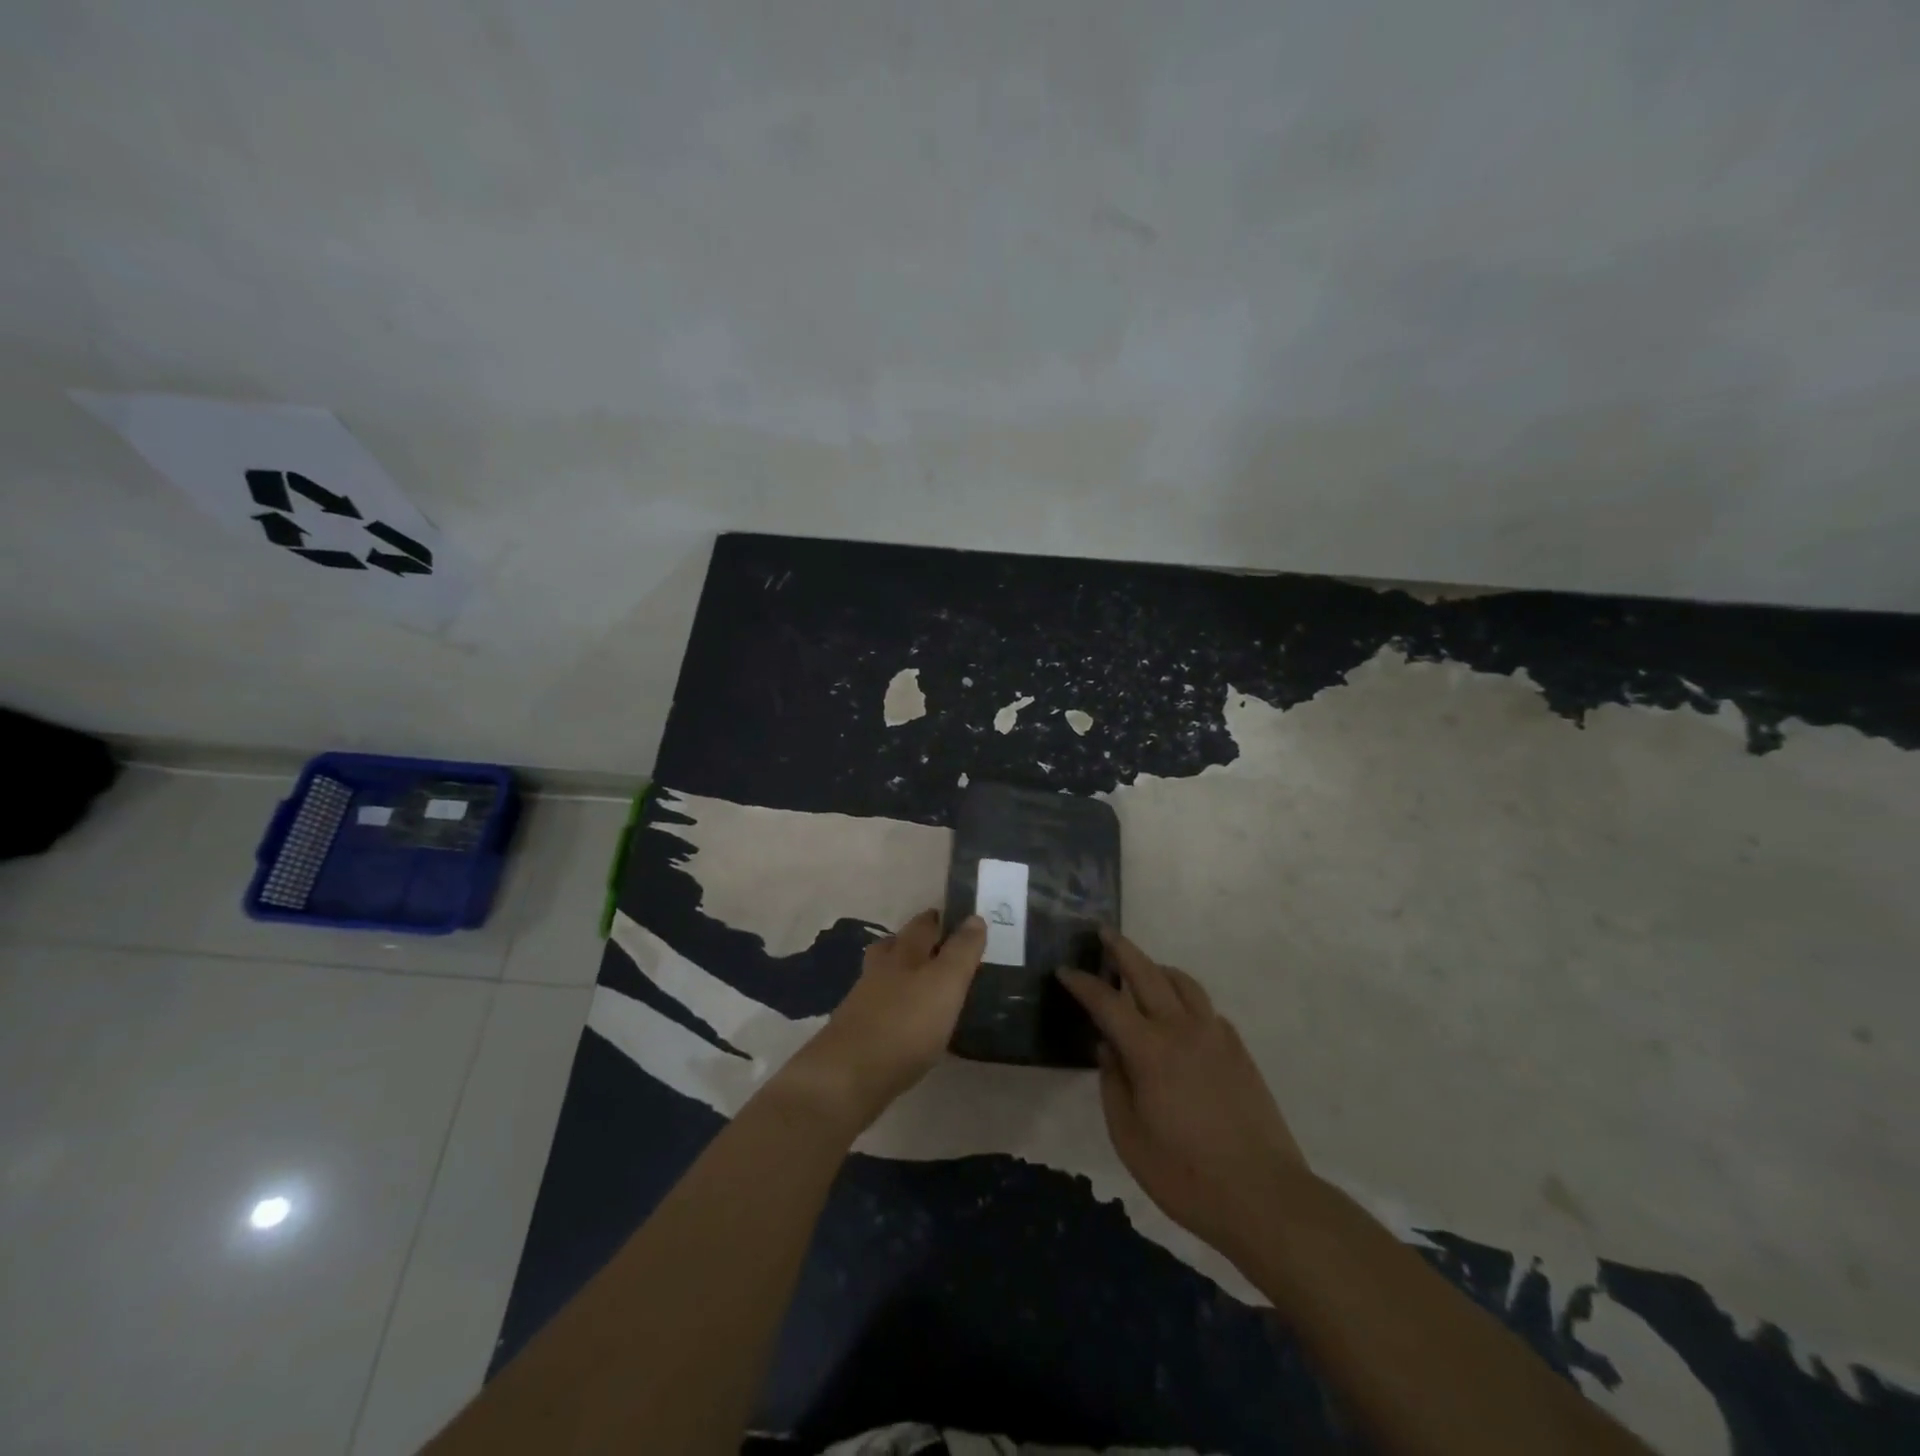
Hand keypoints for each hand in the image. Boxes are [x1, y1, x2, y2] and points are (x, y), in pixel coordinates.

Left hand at [779, 909, 985, 1133]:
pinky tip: (905, 1020)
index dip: (938, 918)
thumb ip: (962, 952)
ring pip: (884, 974)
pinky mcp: (857, 1031)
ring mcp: (863, 1000)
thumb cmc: (905, 1025)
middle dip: (914, 940)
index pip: (922, 925)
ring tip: (923, 981)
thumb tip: (975, 917)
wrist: (848, 1076)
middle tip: (939, 945)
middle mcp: (880, 970)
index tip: (956, 918)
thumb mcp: (945, 984)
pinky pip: (879, 1006)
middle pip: (896, 945)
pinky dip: (893, 1004)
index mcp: (903, 954)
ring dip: (901, 971)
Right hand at [1060, 929, 1310, 1258]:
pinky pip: (1206, 1008)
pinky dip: (1186, 997)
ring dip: (1158, 968)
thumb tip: (1108, 1048)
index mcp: (1150, 1050)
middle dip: (1122, 949)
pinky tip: (1179, 1016)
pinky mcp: (1239, 1051)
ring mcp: (1216, 1036)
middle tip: (1104, 933)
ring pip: (1184, 983)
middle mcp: (1183, 1030)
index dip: (1083, 984)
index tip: (1064, 971)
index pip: (1107, 1002)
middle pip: (1148, 974)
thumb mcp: (1129, 1137)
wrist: (1264, 1197)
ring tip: (1143, 969)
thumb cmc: (1186, 1175)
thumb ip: (1113, 1085)